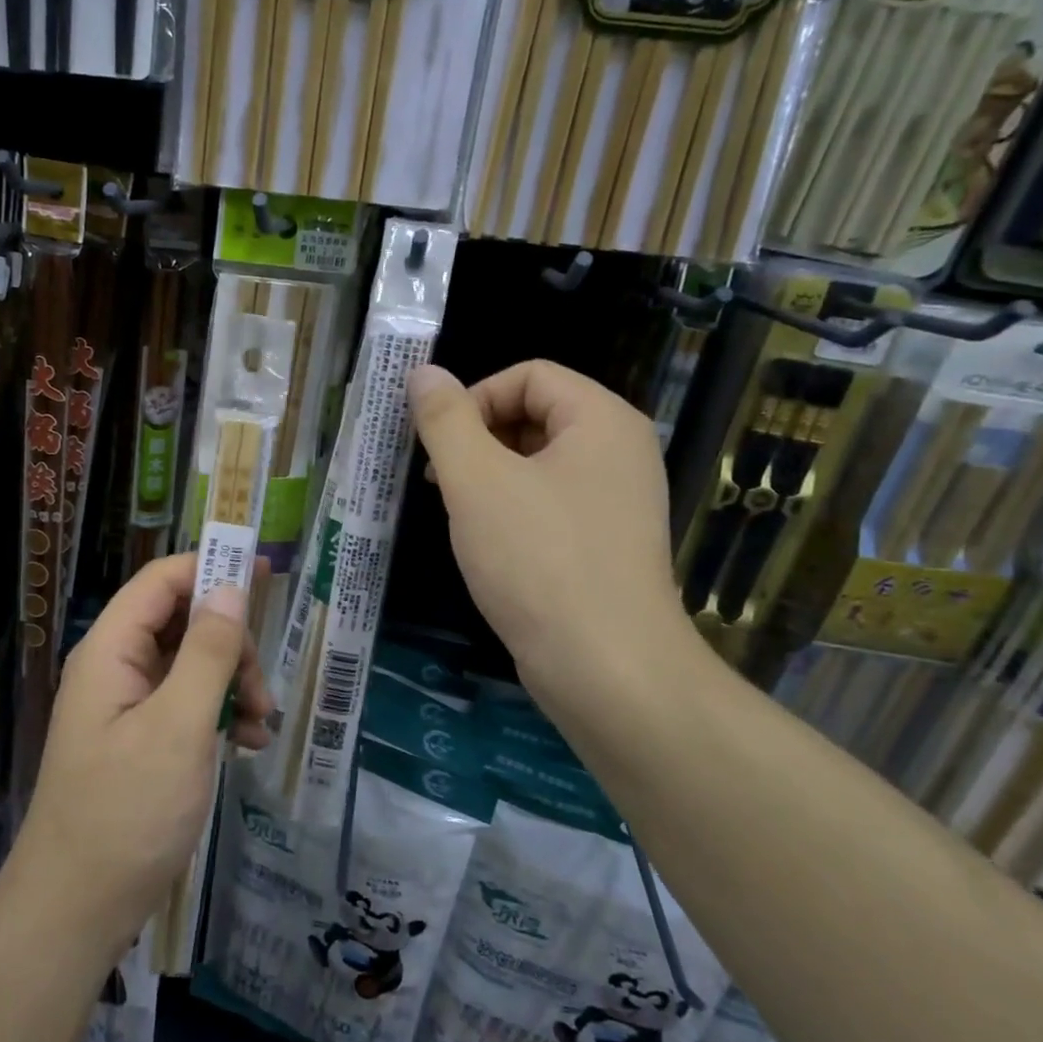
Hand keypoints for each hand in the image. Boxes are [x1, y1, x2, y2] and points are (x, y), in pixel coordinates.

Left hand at [7, 555, 272, 964]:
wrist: (75, 912)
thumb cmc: (126, 813)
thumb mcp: (178, 727)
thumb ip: (208, 653)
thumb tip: (231, 588)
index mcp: (111, 650)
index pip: (163, 580)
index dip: (212, 567)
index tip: (267, 574)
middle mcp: (115, 666)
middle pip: (182, 620)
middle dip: (230, 644)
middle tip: (261, 688)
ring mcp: (126, 704)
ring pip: (190, 663)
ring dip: (231, 682)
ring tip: (261, 724)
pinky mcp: (139, 738)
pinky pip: (186, 703)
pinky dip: (219, 713)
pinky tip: (248, 744)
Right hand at [408, 361, 703, 721]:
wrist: (606, 669)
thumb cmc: (538, 560)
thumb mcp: (476, 480)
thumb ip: (445, 420)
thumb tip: (423, 373)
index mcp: (602, 420)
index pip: (529, 374)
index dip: (475, 397)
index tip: (439, 443)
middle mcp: (620, 451)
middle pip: (536, 413)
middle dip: (478, 438)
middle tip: (440, 479)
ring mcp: (617, 500)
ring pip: (538, 462)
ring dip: (489, 475)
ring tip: (457, 512)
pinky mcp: (606, 543)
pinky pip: (550, 502)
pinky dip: (512, 509)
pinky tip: (487, 544)